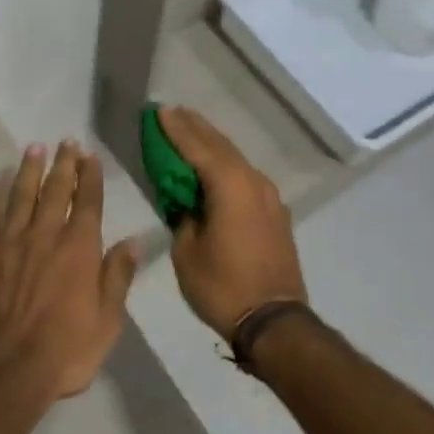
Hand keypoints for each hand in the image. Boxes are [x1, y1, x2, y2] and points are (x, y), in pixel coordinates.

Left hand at [0, 140, 139, 412]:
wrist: (3, 373)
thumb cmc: (64, 352)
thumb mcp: (107, 322)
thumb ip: (117, 278)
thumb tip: (131, 242)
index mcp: (78, 248)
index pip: (87, 202)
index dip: (89, 176)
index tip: (89, 155)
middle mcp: (44, 235)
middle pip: (54, 191)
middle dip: (63, 164)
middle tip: (66, 142)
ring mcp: (7, 243)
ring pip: (20, 196)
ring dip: (28, 171)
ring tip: (34, 148)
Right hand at [160, 107, 307, 342]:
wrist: (274, 322)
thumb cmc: (223, 287)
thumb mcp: (187, 252)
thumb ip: (183, 217)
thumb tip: (187, 204)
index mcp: (230, 186)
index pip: (197, 148)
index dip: (176, 129)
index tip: (159, 111)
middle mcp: (253, 181)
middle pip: (220, 145)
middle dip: (195, 128)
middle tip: (173, 112)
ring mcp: (269, 196)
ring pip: (235, 159)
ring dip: (212, 144)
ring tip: (191, 130)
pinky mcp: (274, 212)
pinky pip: (245, 177)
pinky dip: (226, 165)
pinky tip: (215, 167)